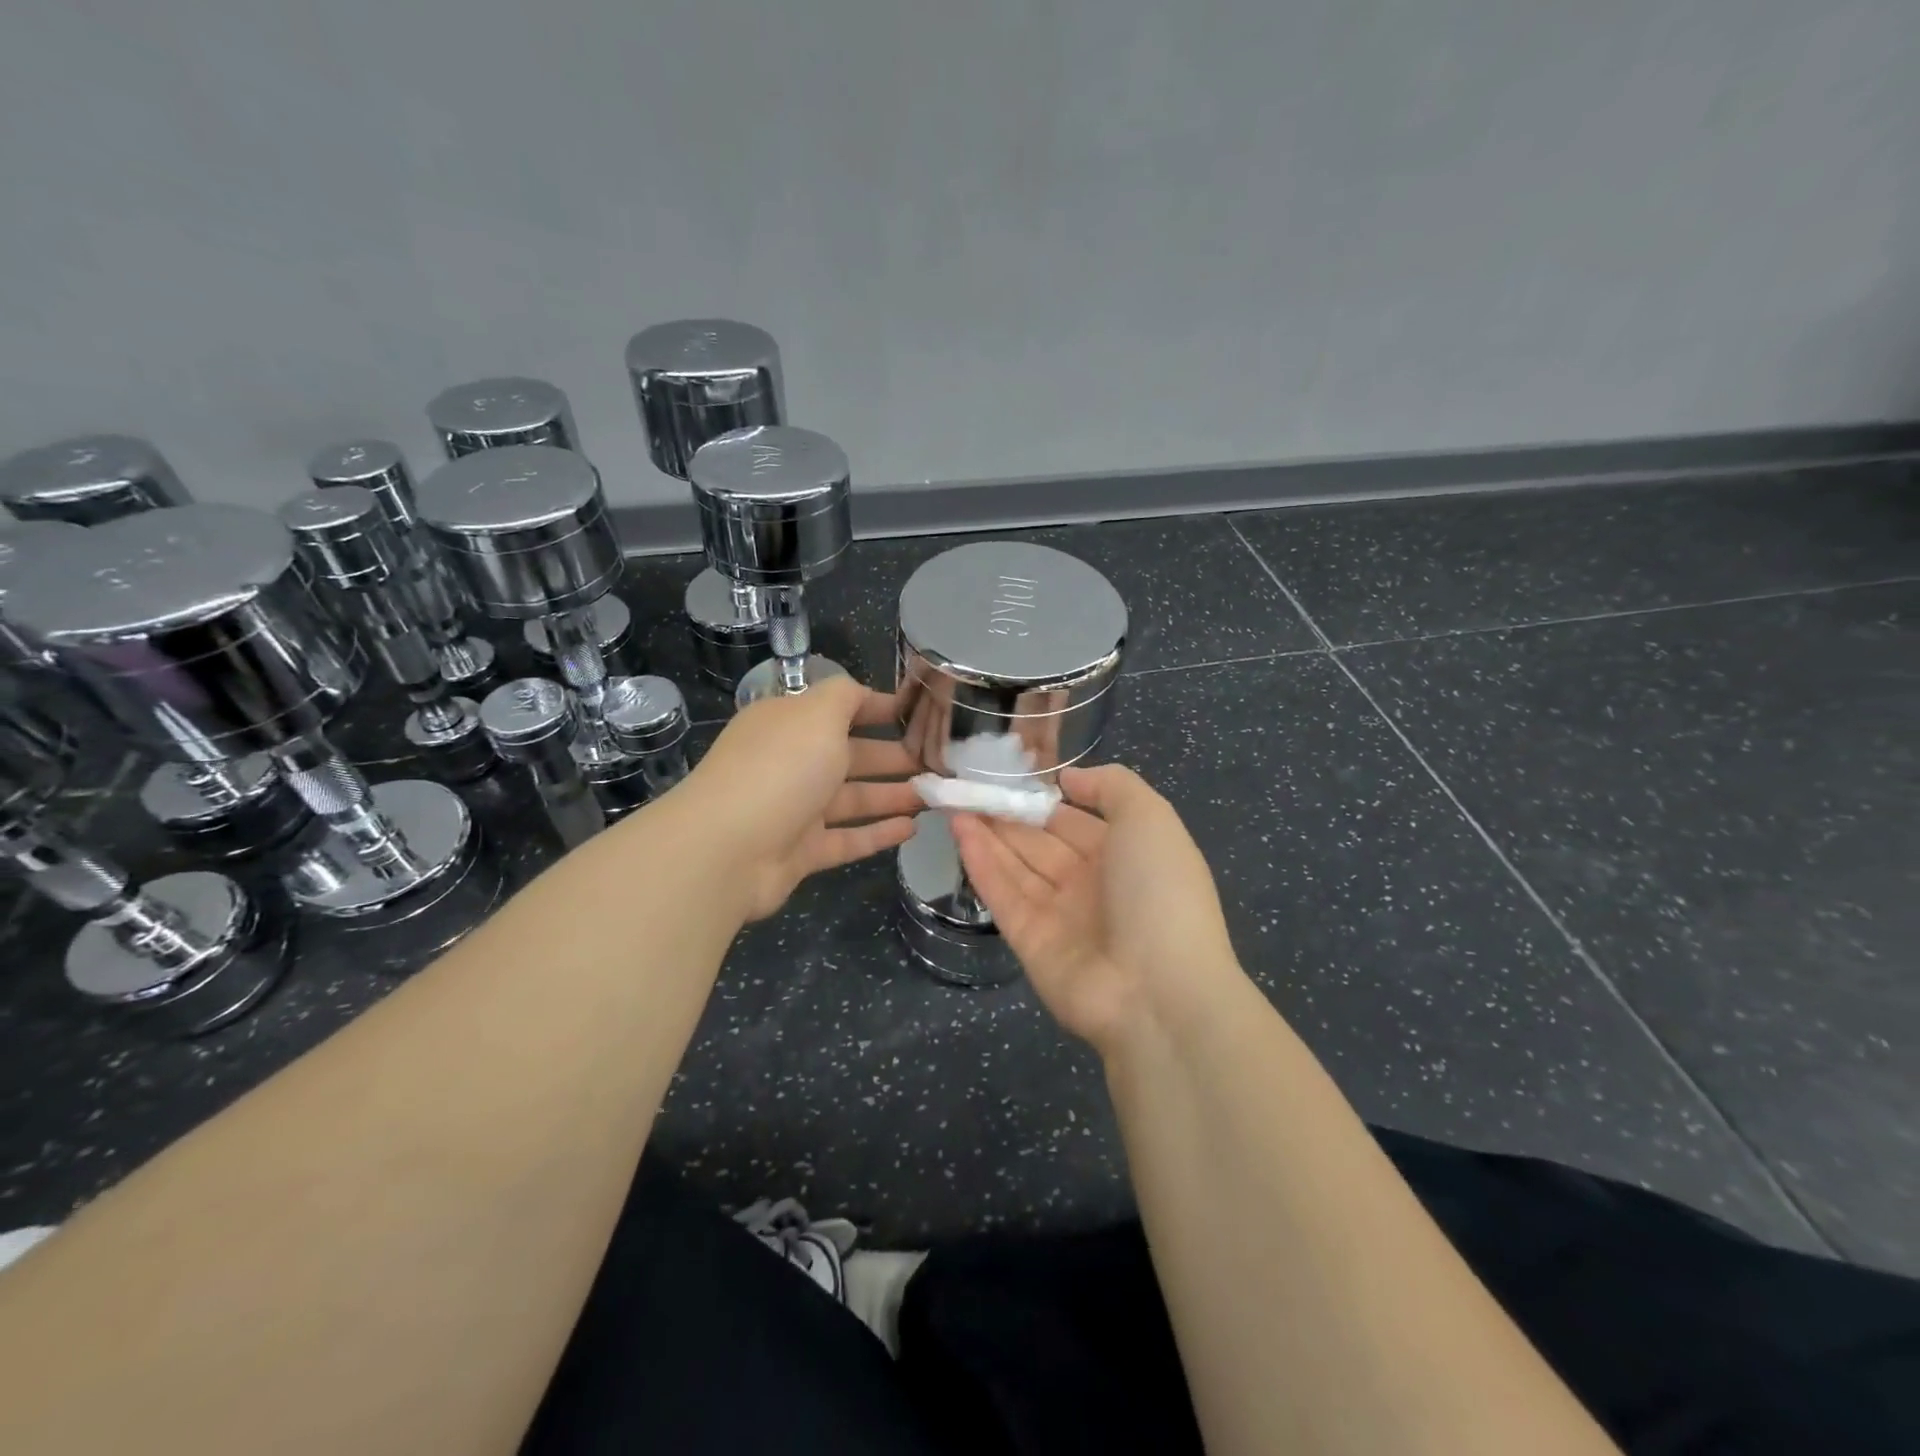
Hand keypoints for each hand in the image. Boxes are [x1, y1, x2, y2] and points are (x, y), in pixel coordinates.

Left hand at [680, 676, 922, 920]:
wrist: (726, 849)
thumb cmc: (780, 769)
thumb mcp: (817, 713)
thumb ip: (846, 696)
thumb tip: (864, 693)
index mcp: (789, 724)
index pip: (841, 709)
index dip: (880, 708)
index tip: (921, 714)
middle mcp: (791, 763)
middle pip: (852, 756)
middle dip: (895, 757)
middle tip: (941, 763)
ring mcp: (795, 810)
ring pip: (853, 799)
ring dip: (893, 795)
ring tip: (936, 796)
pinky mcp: (801, 852)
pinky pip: (847, 839)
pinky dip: (878, 834)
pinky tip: (912, 829)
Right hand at [950, 764, 1241, 1055]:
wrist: (1158, 993)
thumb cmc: (1160, 892)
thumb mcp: (1151, 819)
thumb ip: (1112, 787)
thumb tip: (1069, 778)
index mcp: (1125, 855)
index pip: (1075, 820)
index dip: (1044, 796)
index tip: (1008, 772)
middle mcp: (1091, 883)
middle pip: (1040, 841)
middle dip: (1007, 813)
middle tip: (968, 783)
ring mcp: (1060, 915)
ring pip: (1016, 864)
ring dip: (987, 831)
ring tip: (953, 798)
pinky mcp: (1029, 941)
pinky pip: (1002, 894)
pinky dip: (980, 861)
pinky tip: (958, 828)